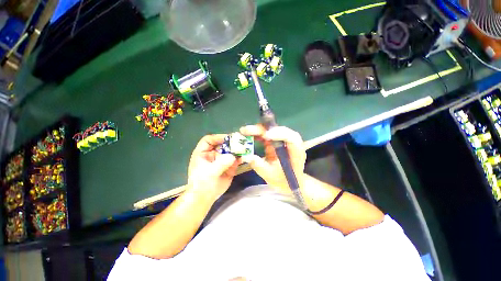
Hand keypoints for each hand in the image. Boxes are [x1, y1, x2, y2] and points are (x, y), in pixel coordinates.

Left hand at [187, 134, 239, 200]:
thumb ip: (221, 163)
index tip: (229, 138)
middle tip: (241, 142)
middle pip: (223, 144)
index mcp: (203, 153)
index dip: (218, 137)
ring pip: (231, 151)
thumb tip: (233, 156)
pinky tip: (244, 158)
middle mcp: (213, 154)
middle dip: (232, 143)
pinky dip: (240, 158)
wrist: (206, 197)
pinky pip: (235, 160)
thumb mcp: (209, 173)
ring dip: (238, 150)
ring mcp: (222, 159)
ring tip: (245, 149)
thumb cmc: (201, 184)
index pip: (209, 140)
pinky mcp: (229, 166)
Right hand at [240, 125, 306, 194]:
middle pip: (280, 130)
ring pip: (273, 129)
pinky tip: (248, 134)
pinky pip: (268, 133)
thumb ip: (259, 166)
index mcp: (296, 153)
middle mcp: (291, 143)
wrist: (288, 182)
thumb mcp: (270, 175)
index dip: (279, 134)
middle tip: (247, 130)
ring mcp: (283, 141)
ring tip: (245, 131)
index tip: (265, 135)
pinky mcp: (276, 141)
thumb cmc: (282, 180)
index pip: (292, 138)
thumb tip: (246, 156)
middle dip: (263, 129)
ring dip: (259, 129)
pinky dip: (258, 133)